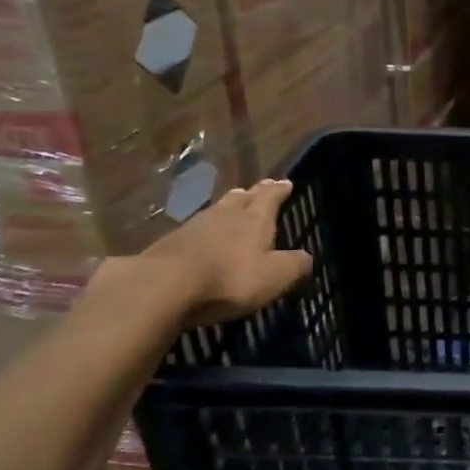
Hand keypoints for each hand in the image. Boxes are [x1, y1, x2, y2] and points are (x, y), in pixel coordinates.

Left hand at [123, 178, 313, 327]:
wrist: (163, 287)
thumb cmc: (229, 278)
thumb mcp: (275, 276)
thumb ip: (295, 265)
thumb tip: (306, 257)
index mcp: (254, 220)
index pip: (270, 197)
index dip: (279, 190)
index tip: (286, 182)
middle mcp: (225, 216)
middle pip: (240, 198)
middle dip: (252, 193)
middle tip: (258, 189)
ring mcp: (193, 228)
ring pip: (216, 210)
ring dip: (227, 207)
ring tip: (233, 204)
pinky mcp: (169, 244)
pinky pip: (194, 230)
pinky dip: (204, 230)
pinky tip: (201, 236)